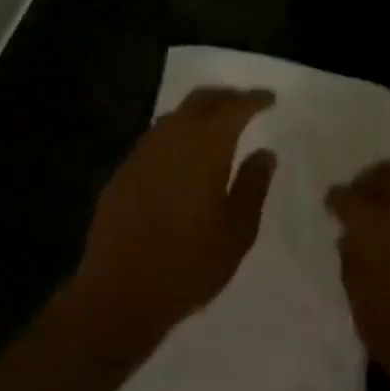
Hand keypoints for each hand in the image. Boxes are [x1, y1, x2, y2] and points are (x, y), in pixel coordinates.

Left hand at [73, 87, 276, 345]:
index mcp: (206, 145)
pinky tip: (184, 157)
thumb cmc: (189, 263)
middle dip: (226, 96)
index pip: (235, 107)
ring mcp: (143, 153)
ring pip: (176, 116)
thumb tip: (264, 153)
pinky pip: (157, 139)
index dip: (254, 99)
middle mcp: (172, 137)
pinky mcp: (123, 172)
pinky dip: (178, 136)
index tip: (270, 98)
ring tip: (218, 127)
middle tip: (245, 103)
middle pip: (201, 99)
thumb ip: (253, 185)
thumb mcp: (238, 230)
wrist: (119, 294)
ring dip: (199, 113)